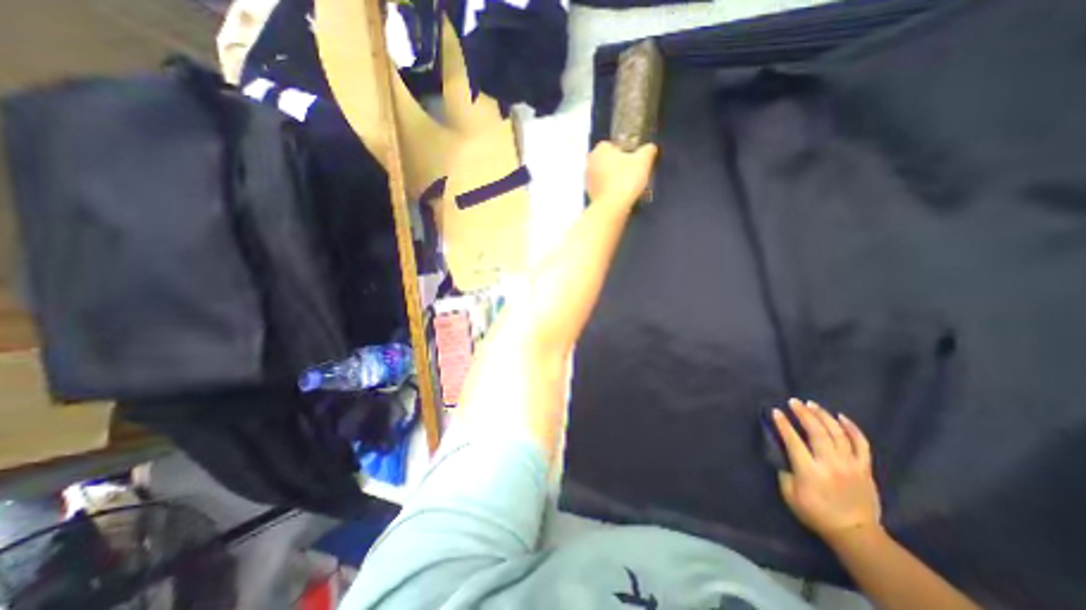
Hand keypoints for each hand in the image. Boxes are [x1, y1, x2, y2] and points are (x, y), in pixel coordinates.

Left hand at [581, 141, 655, 203]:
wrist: (612, 207)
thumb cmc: (626, 179)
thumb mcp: (643, 161)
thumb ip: (648, 150)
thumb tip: (650, 148)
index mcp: (600, 149)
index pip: (611, 145)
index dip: (623, 151)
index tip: (633, 160)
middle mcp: (590, 162)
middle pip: (606, 160)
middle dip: (617, 165)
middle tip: (631, 172)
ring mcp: (588, 180)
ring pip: (603, 175)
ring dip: (612, 178)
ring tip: (626, 186)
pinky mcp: (589, 194)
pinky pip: (602, 188)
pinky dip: (609, 190)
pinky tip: (619, 196)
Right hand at [772, 401, 880, 543]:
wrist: (855, 533)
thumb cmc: (816, 513)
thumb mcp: (789, 494)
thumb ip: (784, 471)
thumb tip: (783, 454)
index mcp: (809, 471)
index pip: (793, 441)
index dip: (783, 424)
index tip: (775, 411)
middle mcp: (830, 464)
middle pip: (817, 432)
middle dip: (803, 413)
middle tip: (793, 401)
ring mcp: (851, 465)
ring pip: (837, 433)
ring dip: (823, 415)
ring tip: (811, 404)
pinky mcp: (864, 468)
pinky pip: (861, 444)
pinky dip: (852, 428)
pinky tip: (841, 416)